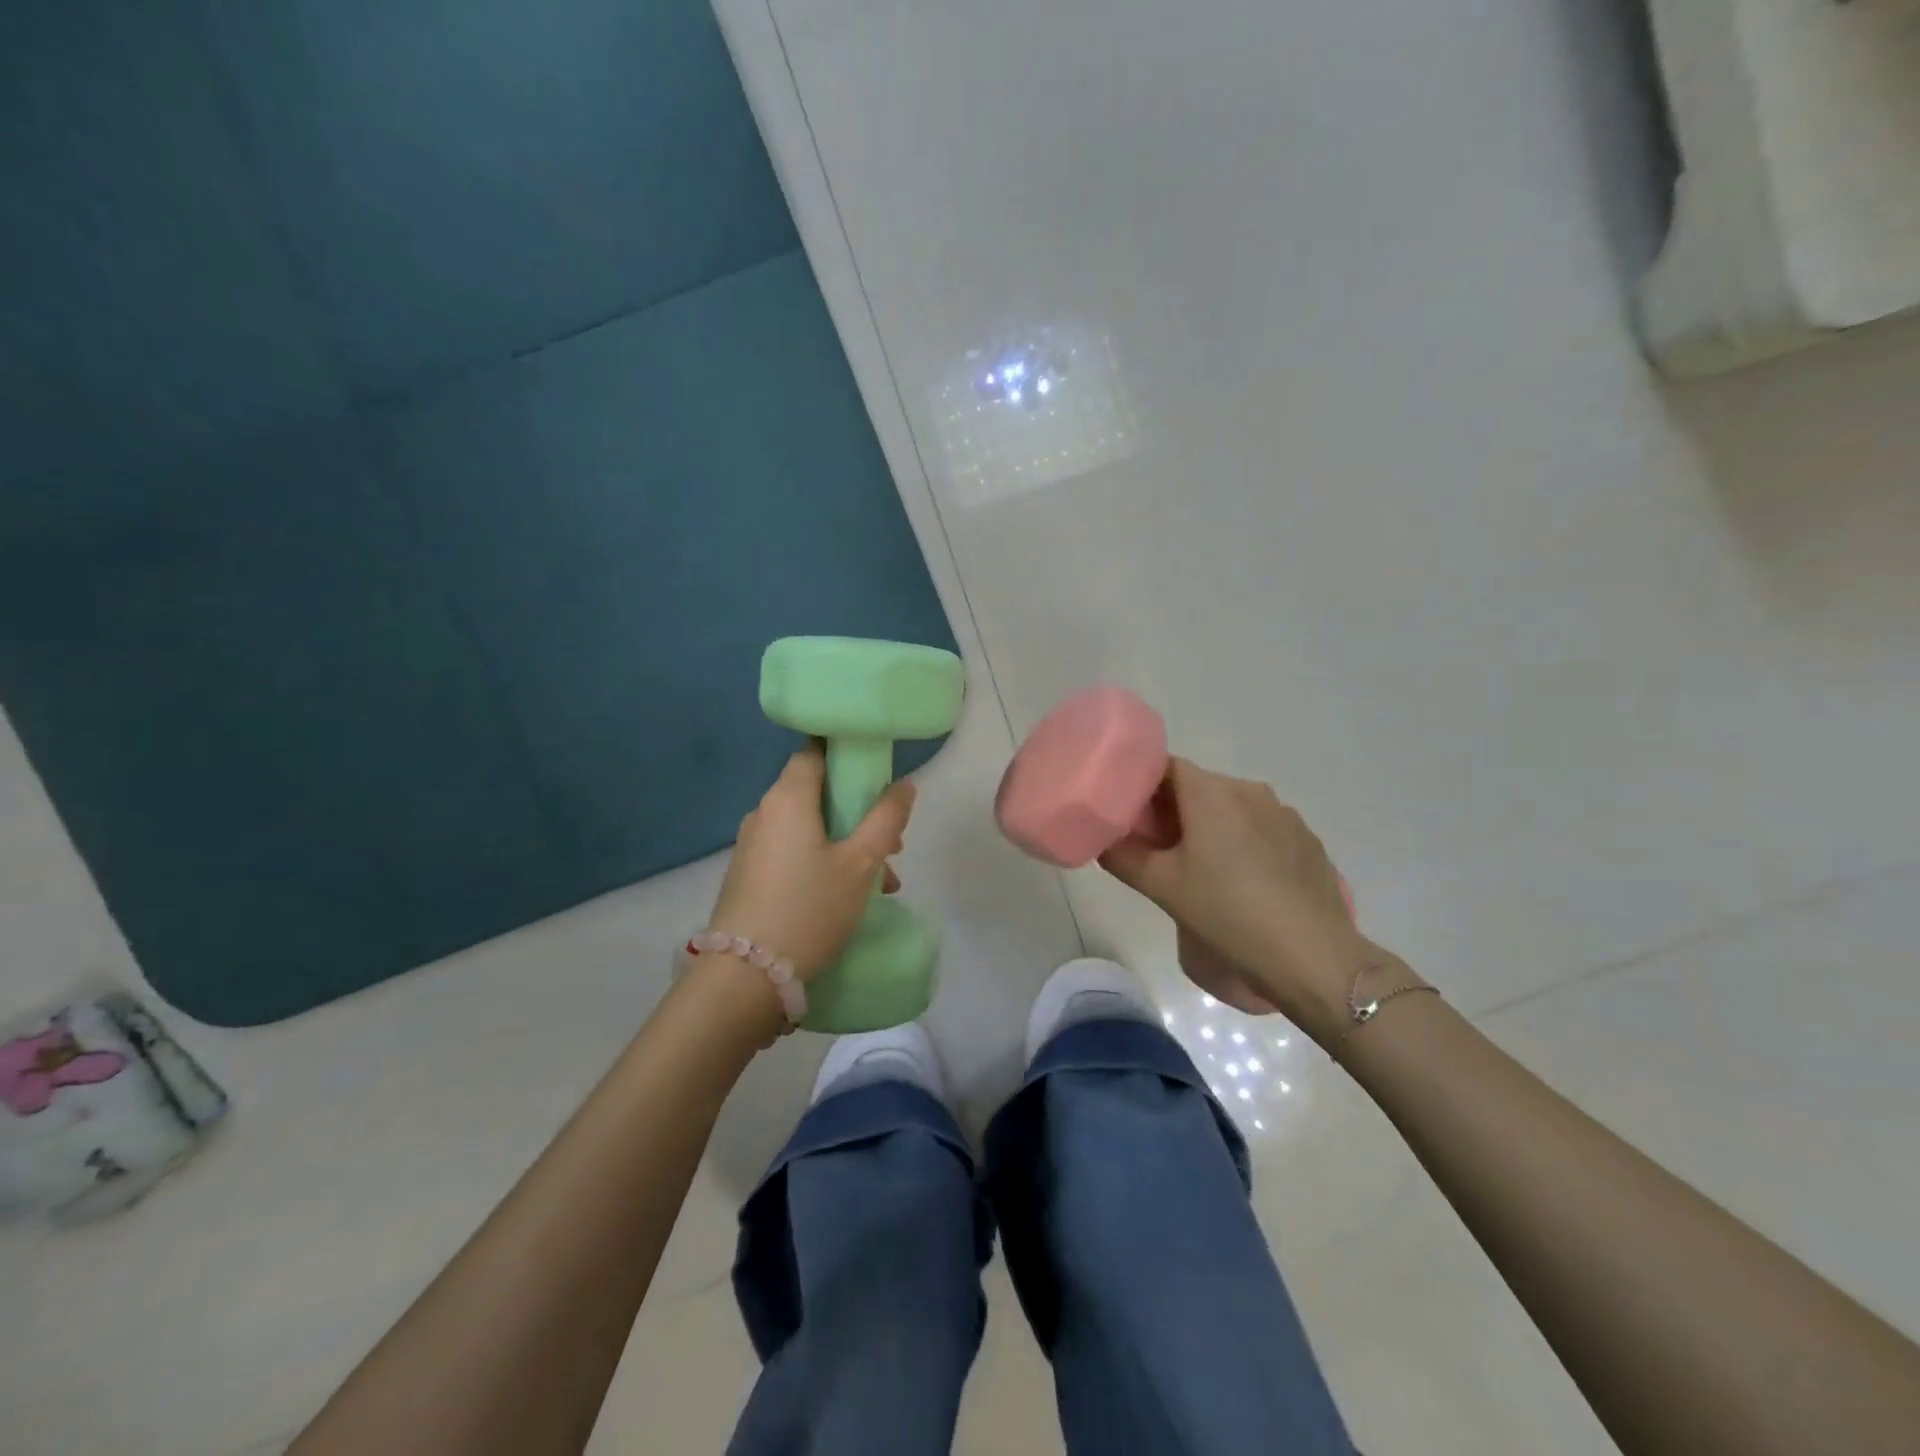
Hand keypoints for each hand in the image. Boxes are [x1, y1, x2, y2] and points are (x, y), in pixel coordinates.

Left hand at [707, 745, 913, 982]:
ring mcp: (753, 845)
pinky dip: (823, 861)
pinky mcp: (750, 874)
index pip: (816, 751)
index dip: (848, 755)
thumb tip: (904, 784)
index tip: (878, 776)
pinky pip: (794, 852)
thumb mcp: (860, 864)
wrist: (744, 977)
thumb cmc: (809, 909)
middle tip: (891, 844)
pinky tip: (848, 897)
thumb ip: (886, 819)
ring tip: (881, 884)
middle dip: (859, 812)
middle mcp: (764, 812)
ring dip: (847, 844)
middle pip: (817, 793)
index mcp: (787, 798)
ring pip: (810, 827)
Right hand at [1100, 758, 1399, 1044]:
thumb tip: (1102, 840)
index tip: (1126, 815)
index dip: (1140, 786)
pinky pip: (1262, 830)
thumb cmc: (1227, 913)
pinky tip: (1241, 885)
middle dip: (1172, 811)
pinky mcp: (1308, 843)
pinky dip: (1242, 844)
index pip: (1165, 766)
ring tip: (1197, 871)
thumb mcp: (1162, 887)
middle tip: (1153, 849)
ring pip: (1232, 809)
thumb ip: (1123, 856)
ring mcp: (1285, 816)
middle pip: (1198, 787)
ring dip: (1209, 828)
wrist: (1313, 958)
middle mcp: (1250, 791)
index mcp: (1212, 792)